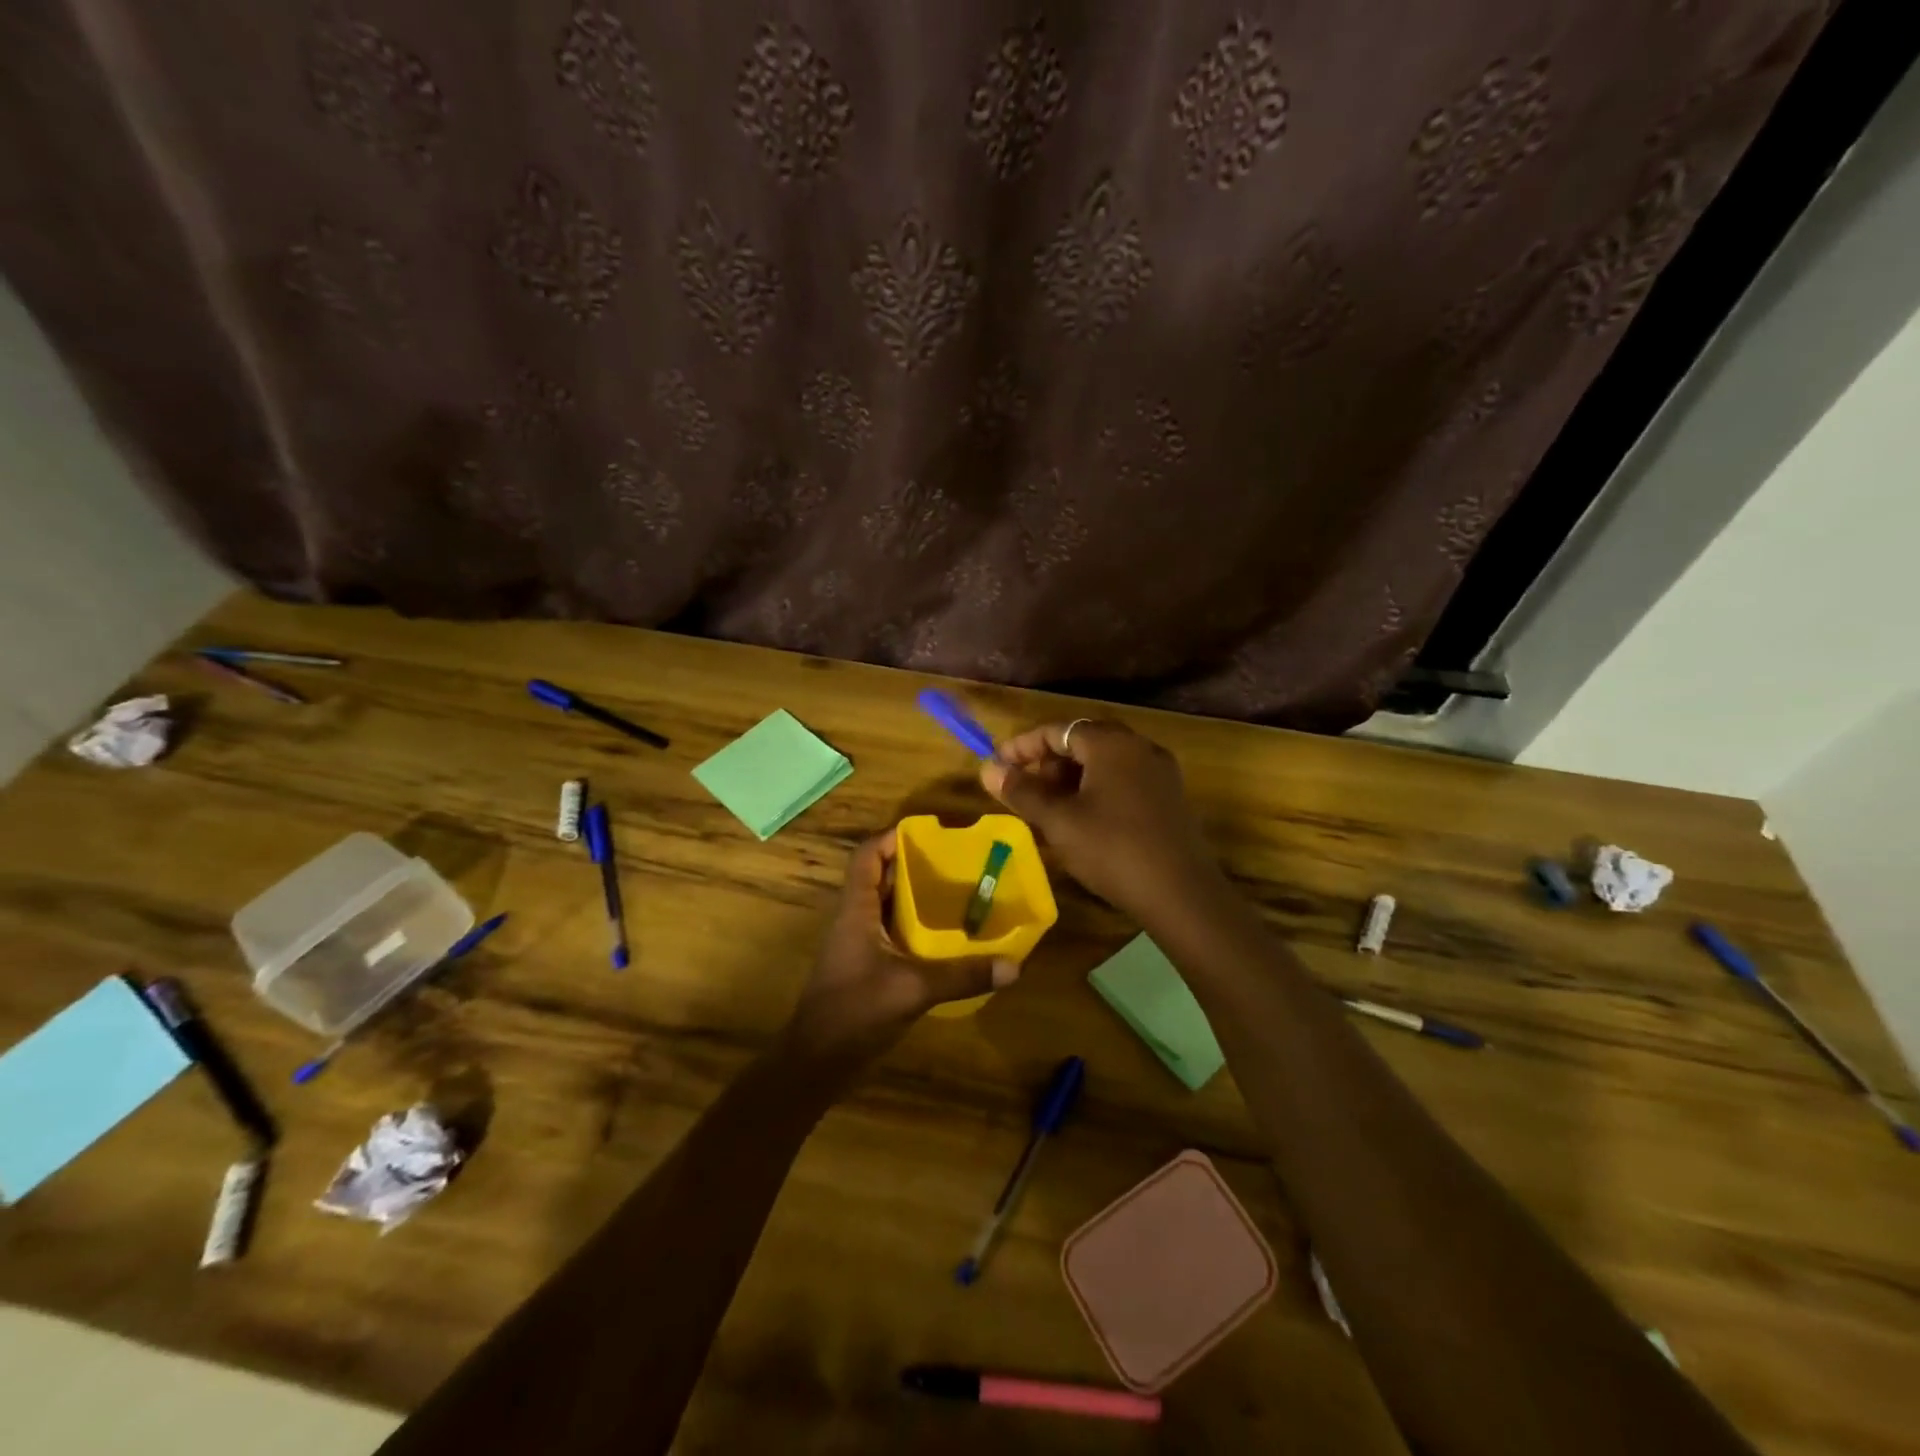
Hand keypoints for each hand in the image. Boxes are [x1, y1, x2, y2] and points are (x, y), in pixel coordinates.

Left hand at [783, 830, 1017, 1069]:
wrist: (816, 1062)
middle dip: (914, 863)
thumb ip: (962, 976)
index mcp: (856, 910)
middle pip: (881, 876)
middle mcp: (855, 918)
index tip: (931, 832)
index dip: (892, 837)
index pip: (867, 856)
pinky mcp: (865, 965)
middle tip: (957, 861)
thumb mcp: (913, 989)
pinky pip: (892, 931)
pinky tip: (945, 936)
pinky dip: (916, 925)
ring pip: (887, 904)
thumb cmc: (855, 1012)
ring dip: (916, 895)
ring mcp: (858, 943)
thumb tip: (1014, 966)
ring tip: (958, 890)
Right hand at [980, 719, 1219, 920]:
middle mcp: (1139, 747)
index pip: (1057, 730)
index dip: (1022, 746)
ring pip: (1104, 763)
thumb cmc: (1112, 849)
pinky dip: (1096, 791)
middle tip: (1024, 790)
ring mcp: (1159, 772)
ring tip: (1048, 808)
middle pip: (1083, 742)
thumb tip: (988, 769)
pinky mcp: (1170, 798)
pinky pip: (1124, 781)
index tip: (997, 767)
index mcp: (1111, 743)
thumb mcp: (1059, 821)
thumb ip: (1022, 791)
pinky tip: (1083, 821)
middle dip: (1048, 763)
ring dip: (1071, 778)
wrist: (1181, 894)